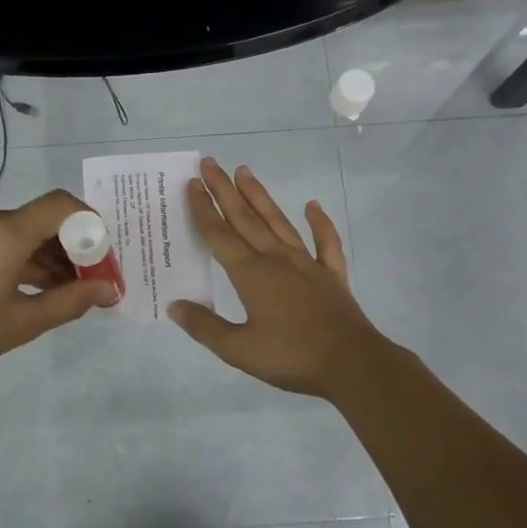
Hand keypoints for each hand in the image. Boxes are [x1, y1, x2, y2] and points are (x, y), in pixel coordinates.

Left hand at [0, 190, 118, 391]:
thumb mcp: (21, 323)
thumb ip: (71, 301)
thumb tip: (110, 289)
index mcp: (4, 232)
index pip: (62, 205)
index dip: (92, 224)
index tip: (104, 257)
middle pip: (42, 220)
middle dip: (73, 248)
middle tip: (91, 282)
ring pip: (20, 232)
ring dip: (46, 257)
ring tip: (66, 293)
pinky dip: (21, 258)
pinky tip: (33, 288)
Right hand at [169, 158, 389, 397]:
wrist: (352, 364)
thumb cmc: (291, 357)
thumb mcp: (239, 350)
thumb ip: (205, 327)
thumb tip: (174, 305)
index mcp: (251, 275)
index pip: (220, 236)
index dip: (204, 209)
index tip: (192, 184)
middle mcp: (276, 260)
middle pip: (246, 219)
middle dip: (225, 191)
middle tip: (210, 163)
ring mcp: (307, 264)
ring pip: (279, 222)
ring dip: (260, 197)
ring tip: (245, 172)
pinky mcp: (332, 275)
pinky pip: (325, 242)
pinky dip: (320, 223)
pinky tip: (313, 206)